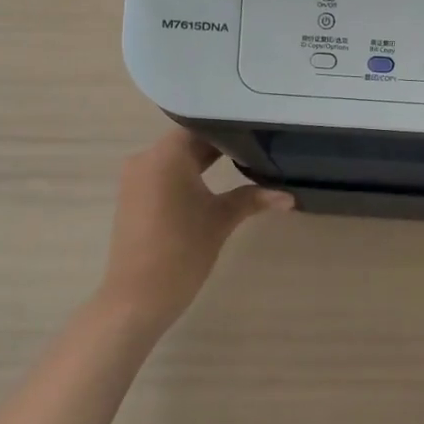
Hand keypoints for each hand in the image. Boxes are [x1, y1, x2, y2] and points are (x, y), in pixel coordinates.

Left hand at [96, 129, 292, 338]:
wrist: (138, 297)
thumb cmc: (183, 251)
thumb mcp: (222, 219)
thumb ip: (254, 198)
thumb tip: (290, 196)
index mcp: (166, 155)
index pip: (202, 126)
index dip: (231, 127)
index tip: (258, 129)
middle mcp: (146, 158)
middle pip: (189, 140)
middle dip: (221, 145)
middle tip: (258, 144)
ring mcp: (136, 178)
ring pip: (176, 158)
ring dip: (204, 160)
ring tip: (242, 161)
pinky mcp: (133, 197)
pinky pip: (164, 174)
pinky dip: (188, 175)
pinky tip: (213, 183)